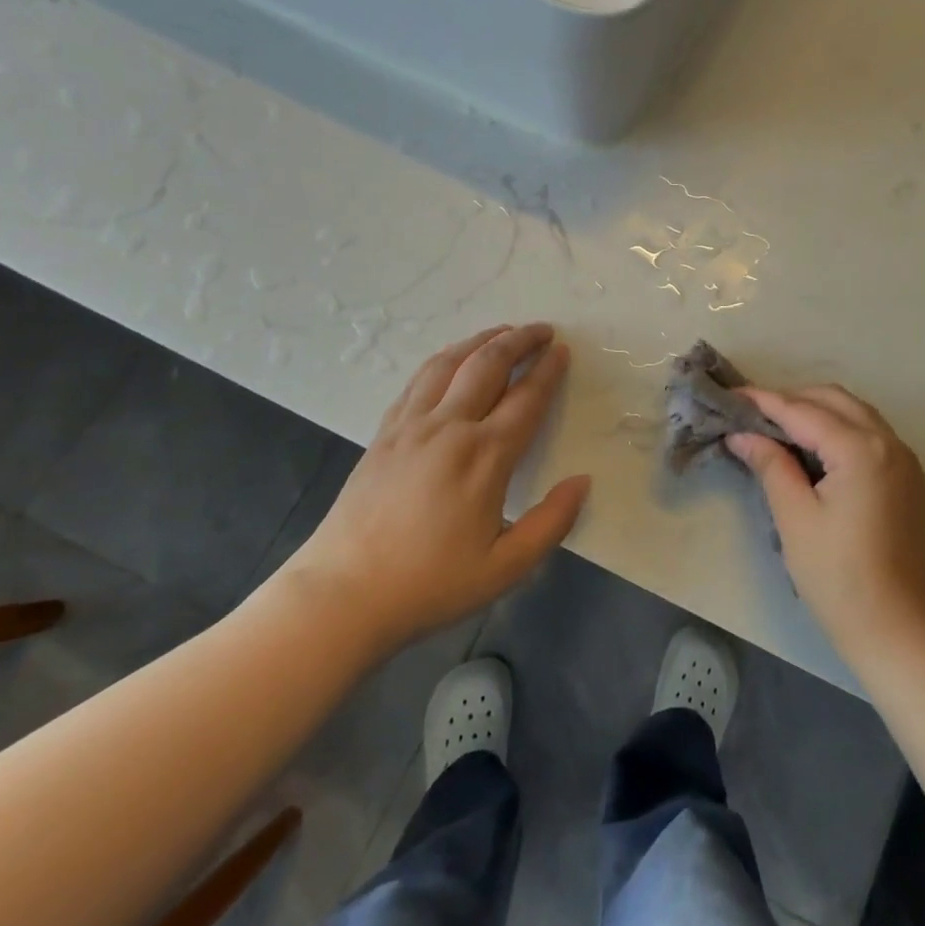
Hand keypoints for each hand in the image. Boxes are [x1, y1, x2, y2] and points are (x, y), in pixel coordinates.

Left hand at [281, 324, 589, 654]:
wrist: (342, 595)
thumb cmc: (430, 584)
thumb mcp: (505, 567)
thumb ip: (551, 523)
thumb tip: (582, 481)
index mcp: (484, 457)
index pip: (525, 398)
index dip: (548, 371)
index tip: (563, 351)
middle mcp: (449, 428)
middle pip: (488, 365)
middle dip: (519, 340)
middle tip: (542, 330)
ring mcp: (411, 426)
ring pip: (450, 363)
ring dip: (481, 340)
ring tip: (502, 331)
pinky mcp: (384, 433)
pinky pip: (418, 380)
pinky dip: (444, 359)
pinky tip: (451, 360)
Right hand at [728, 386, 924, 664]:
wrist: (895, 630)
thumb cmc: (837, 576)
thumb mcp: (794, 518)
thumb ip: (771, 465)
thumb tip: (742, 434)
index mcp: (861, 450)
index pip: (804, 412)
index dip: (765, 402)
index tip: (731, 396)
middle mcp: (890, 442)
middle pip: (834, 400)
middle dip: (792, 400)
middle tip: (753, 415)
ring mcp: (904, 459)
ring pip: (855, 413)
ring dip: (817, 411)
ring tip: (777, 427)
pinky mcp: (908, 478)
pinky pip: (870, 433)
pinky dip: (839, 428)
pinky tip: (813, 448)